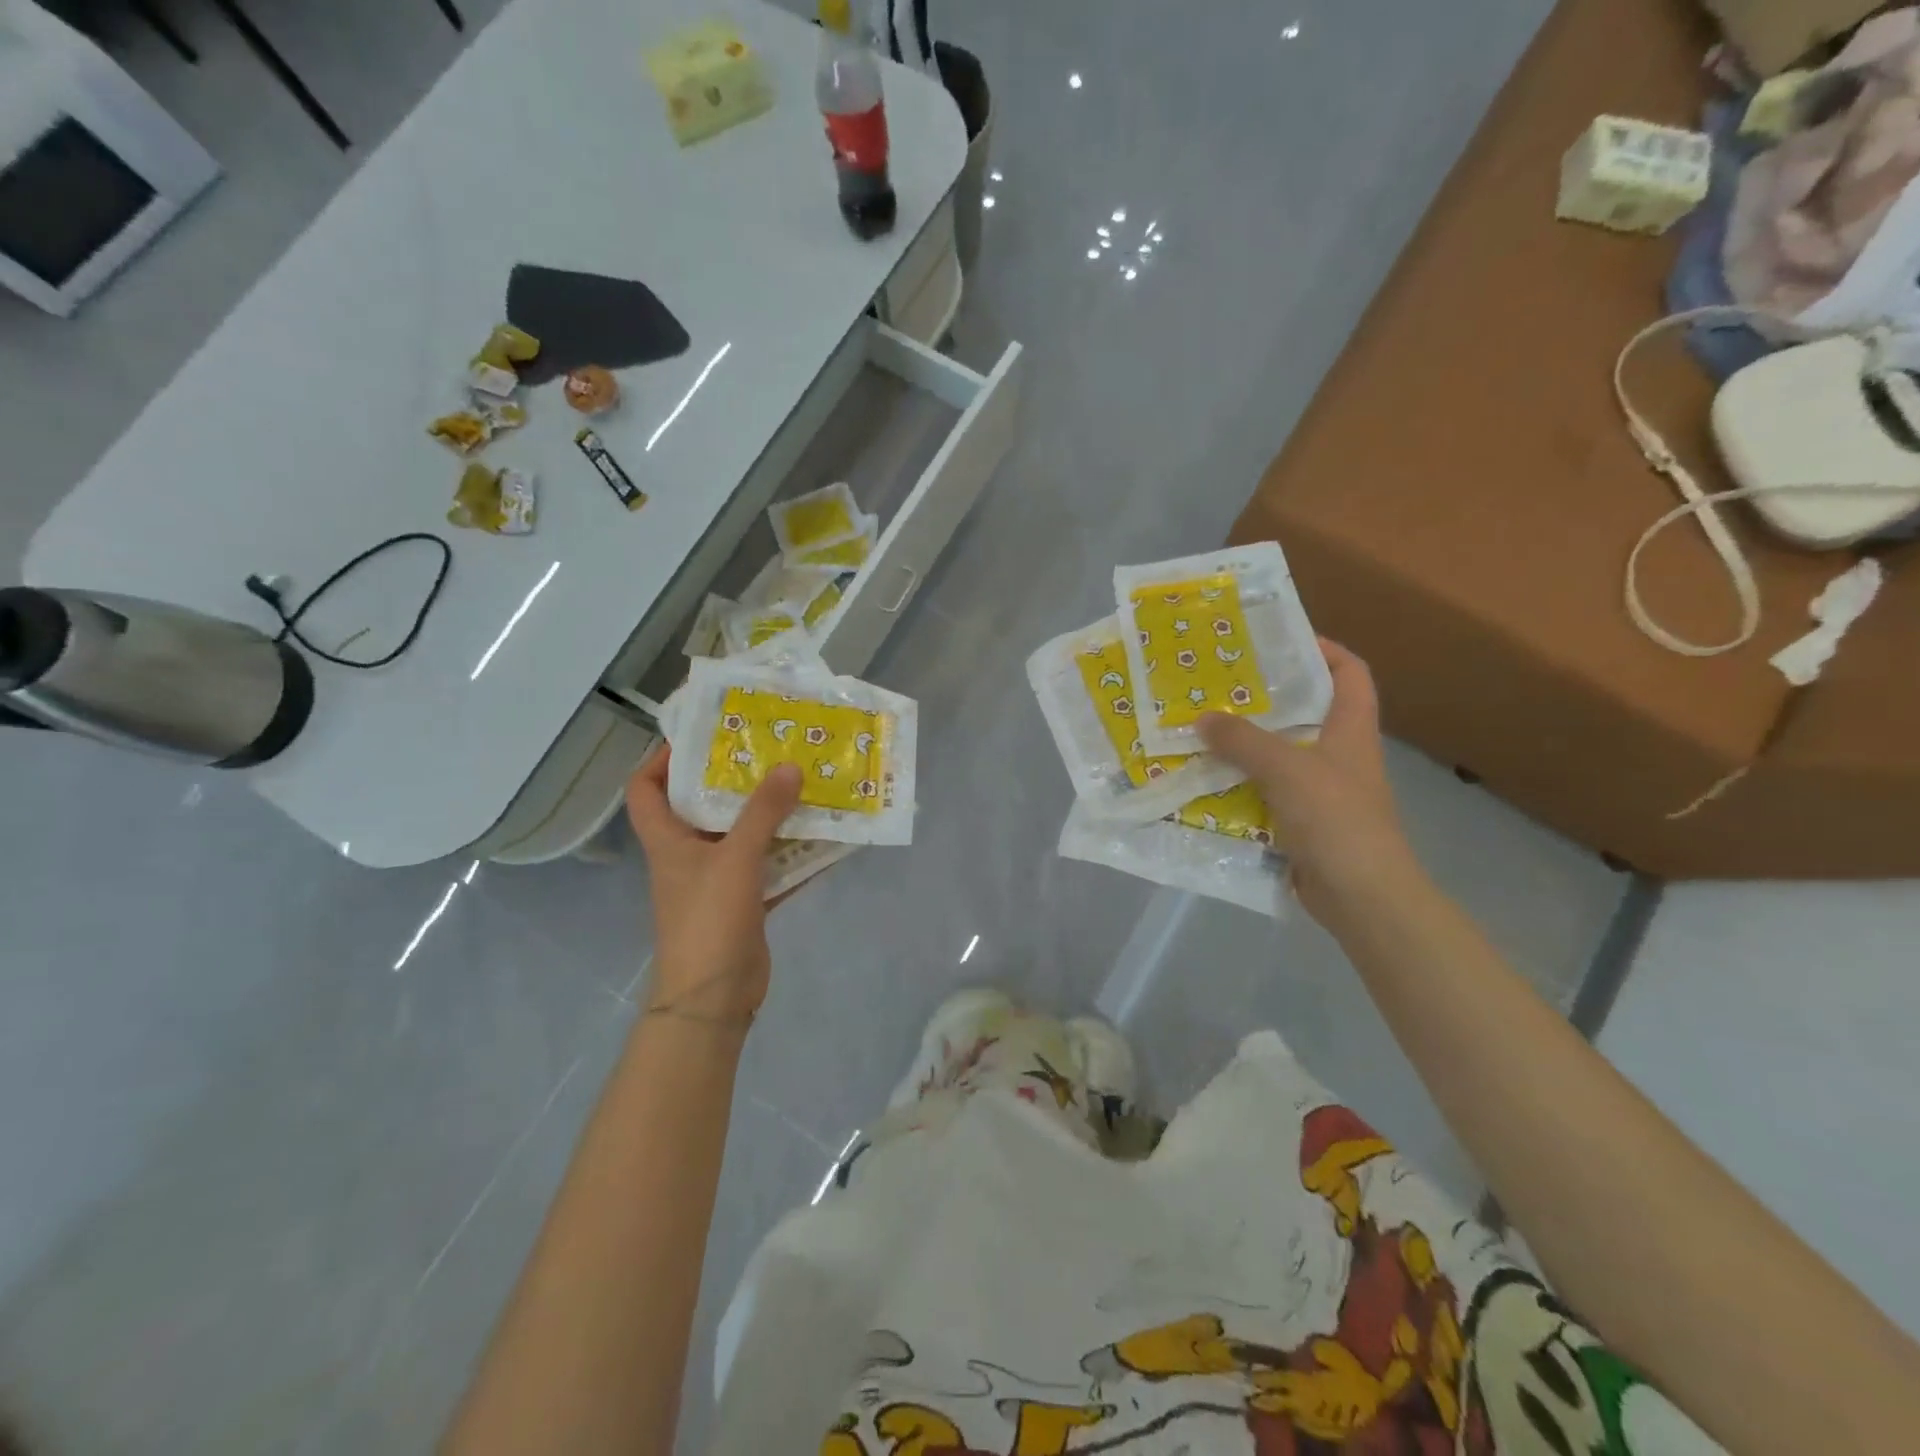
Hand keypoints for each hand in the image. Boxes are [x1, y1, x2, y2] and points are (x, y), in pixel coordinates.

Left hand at [624, 748, 801, 1021]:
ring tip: (802, 783)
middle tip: (771, 751)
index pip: (645, 789)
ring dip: (769, 815)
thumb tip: (789, 765)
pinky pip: (769, 866)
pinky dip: (792, 853)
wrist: (714, 997)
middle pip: (702, 806)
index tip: (702, 738)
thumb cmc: (709, 919)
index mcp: (668, 840)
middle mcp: (688, 855)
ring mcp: (717, 879)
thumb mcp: (735, 859)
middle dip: (734, 779)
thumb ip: (764, 812)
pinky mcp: (744, 901)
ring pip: (742, 836)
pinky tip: (823, 836)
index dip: (661, 759)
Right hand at [1197, 639, 1414, 920]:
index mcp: (1351, 730)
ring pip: (1278, 755)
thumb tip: (1202, 718)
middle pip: (1304, 712)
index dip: (1323, 649)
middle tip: (1218, 686)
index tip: (1279, 641)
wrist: (1362, 896)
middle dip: (1264, 698)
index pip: (1350, 673)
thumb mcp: (1287, 769)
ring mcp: (1320, 791)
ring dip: (1243, 745)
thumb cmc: (1336, 819)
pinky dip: (1238, 786)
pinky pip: (1264, 793)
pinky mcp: (1301, 822)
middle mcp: (1338, 755)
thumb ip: (1242, 740)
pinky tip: (1204, 782)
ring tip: (1200, 729)